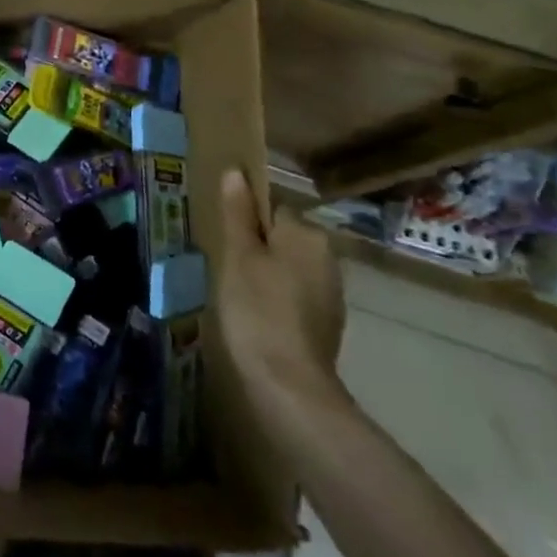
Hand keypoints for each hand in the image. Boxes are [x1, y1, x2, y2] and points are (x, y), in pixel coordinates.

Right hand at [216, 169, 349, 423]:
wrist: (290, 385)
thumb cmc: (258, 310)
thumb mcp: (238, 256)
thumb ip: (238, 213)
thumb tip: (237, 171)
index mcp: (307, 234)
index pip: (272, 208)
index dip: (245, 220)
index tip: (224, 239)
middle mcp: (327, 257)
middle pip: (282, 237)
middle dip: (256, 247)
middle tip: (225, 266)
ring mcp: (331, 293)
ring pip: (289, 267)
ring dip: (267, 274)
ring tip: (237, 294)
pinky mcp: (327, 323)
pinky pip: (296, 295)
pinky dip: (278, 300)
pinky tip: (257, 318)